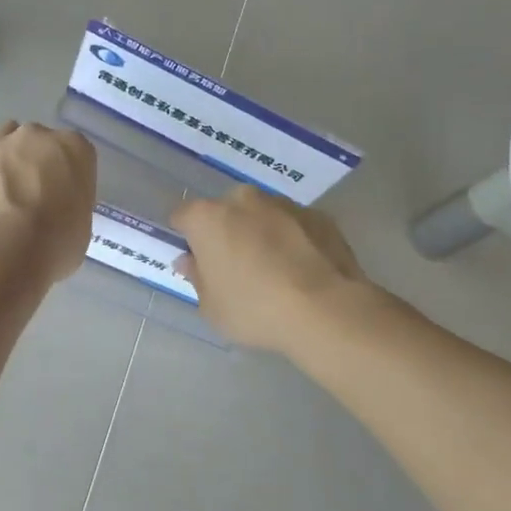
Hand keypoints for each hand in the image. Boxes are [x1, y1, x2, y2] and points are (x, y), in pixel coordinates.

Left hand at [0, 122, 95, 284]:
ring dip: (4, 153)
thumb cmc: (54, 246)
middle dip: (35, 160)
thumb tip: (56, 205)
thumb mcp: (82, 225)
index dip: (68, 174)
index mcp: (73, 148)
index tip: (63, 196)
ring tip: (0, 184)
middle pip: (38, 138)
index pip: (76, 150)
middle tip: (32, 194)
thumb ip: (71, 201)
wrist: (4, 254)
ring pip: (3, 134)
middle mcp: (35, 135)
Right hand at [171, 187, 368, 353]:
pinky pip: (294, 225)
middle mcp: (244, 200)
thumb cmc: (256, 310)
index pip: (183, 217)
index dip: (186, 238)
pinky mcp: (319, 215)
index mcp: (208, 218)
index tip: (196, 261)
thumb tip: (191, 260)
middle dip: (227, 232)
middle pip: (225, 212)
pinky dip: (293, 239)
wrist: (327, 311)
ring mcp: (284, 204)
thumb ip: (197, 277)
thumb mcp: (212, 307)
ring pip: (262, 215)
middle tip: (236, 267)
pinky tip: (302, 270)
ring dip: (261, 233)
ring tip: (275, 271)